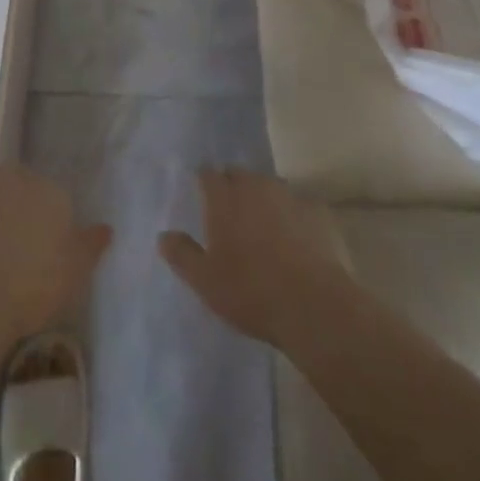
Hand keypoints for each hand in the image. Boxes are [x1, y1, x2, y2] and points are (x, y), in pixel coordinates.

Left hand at [0, 161, 110, 340]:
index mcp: (50, 190)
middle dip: (14, 201)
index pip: (51, 194)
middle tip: (10, 238)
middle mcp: (16, 174)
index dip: (44, 218)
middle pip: (17, 180)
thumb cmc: (33, 287)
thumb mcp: (76, 273)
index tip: (39, 244)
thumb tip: (106, 227)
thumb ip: (90, 245)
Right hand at [159, 168, 355, 348]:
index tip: (202, 194)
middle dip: (232, 186)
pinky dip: (291, 214)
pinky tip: (294, 236)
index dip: (204, 182)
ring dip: (262, 198)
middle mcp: (254, 186)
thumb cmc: (251, 291)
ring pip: (268, 186)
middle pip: (239, 174)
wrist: (314, 306)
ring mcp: (288, 196)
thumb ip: (182, 255)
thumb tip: (163, 235)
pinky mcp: (316, 212)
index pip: (208, 173)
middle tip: (229, 212)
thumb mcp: (205, 281)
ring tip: (261, 224)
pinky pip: (297, 205)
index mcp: (224, 197)